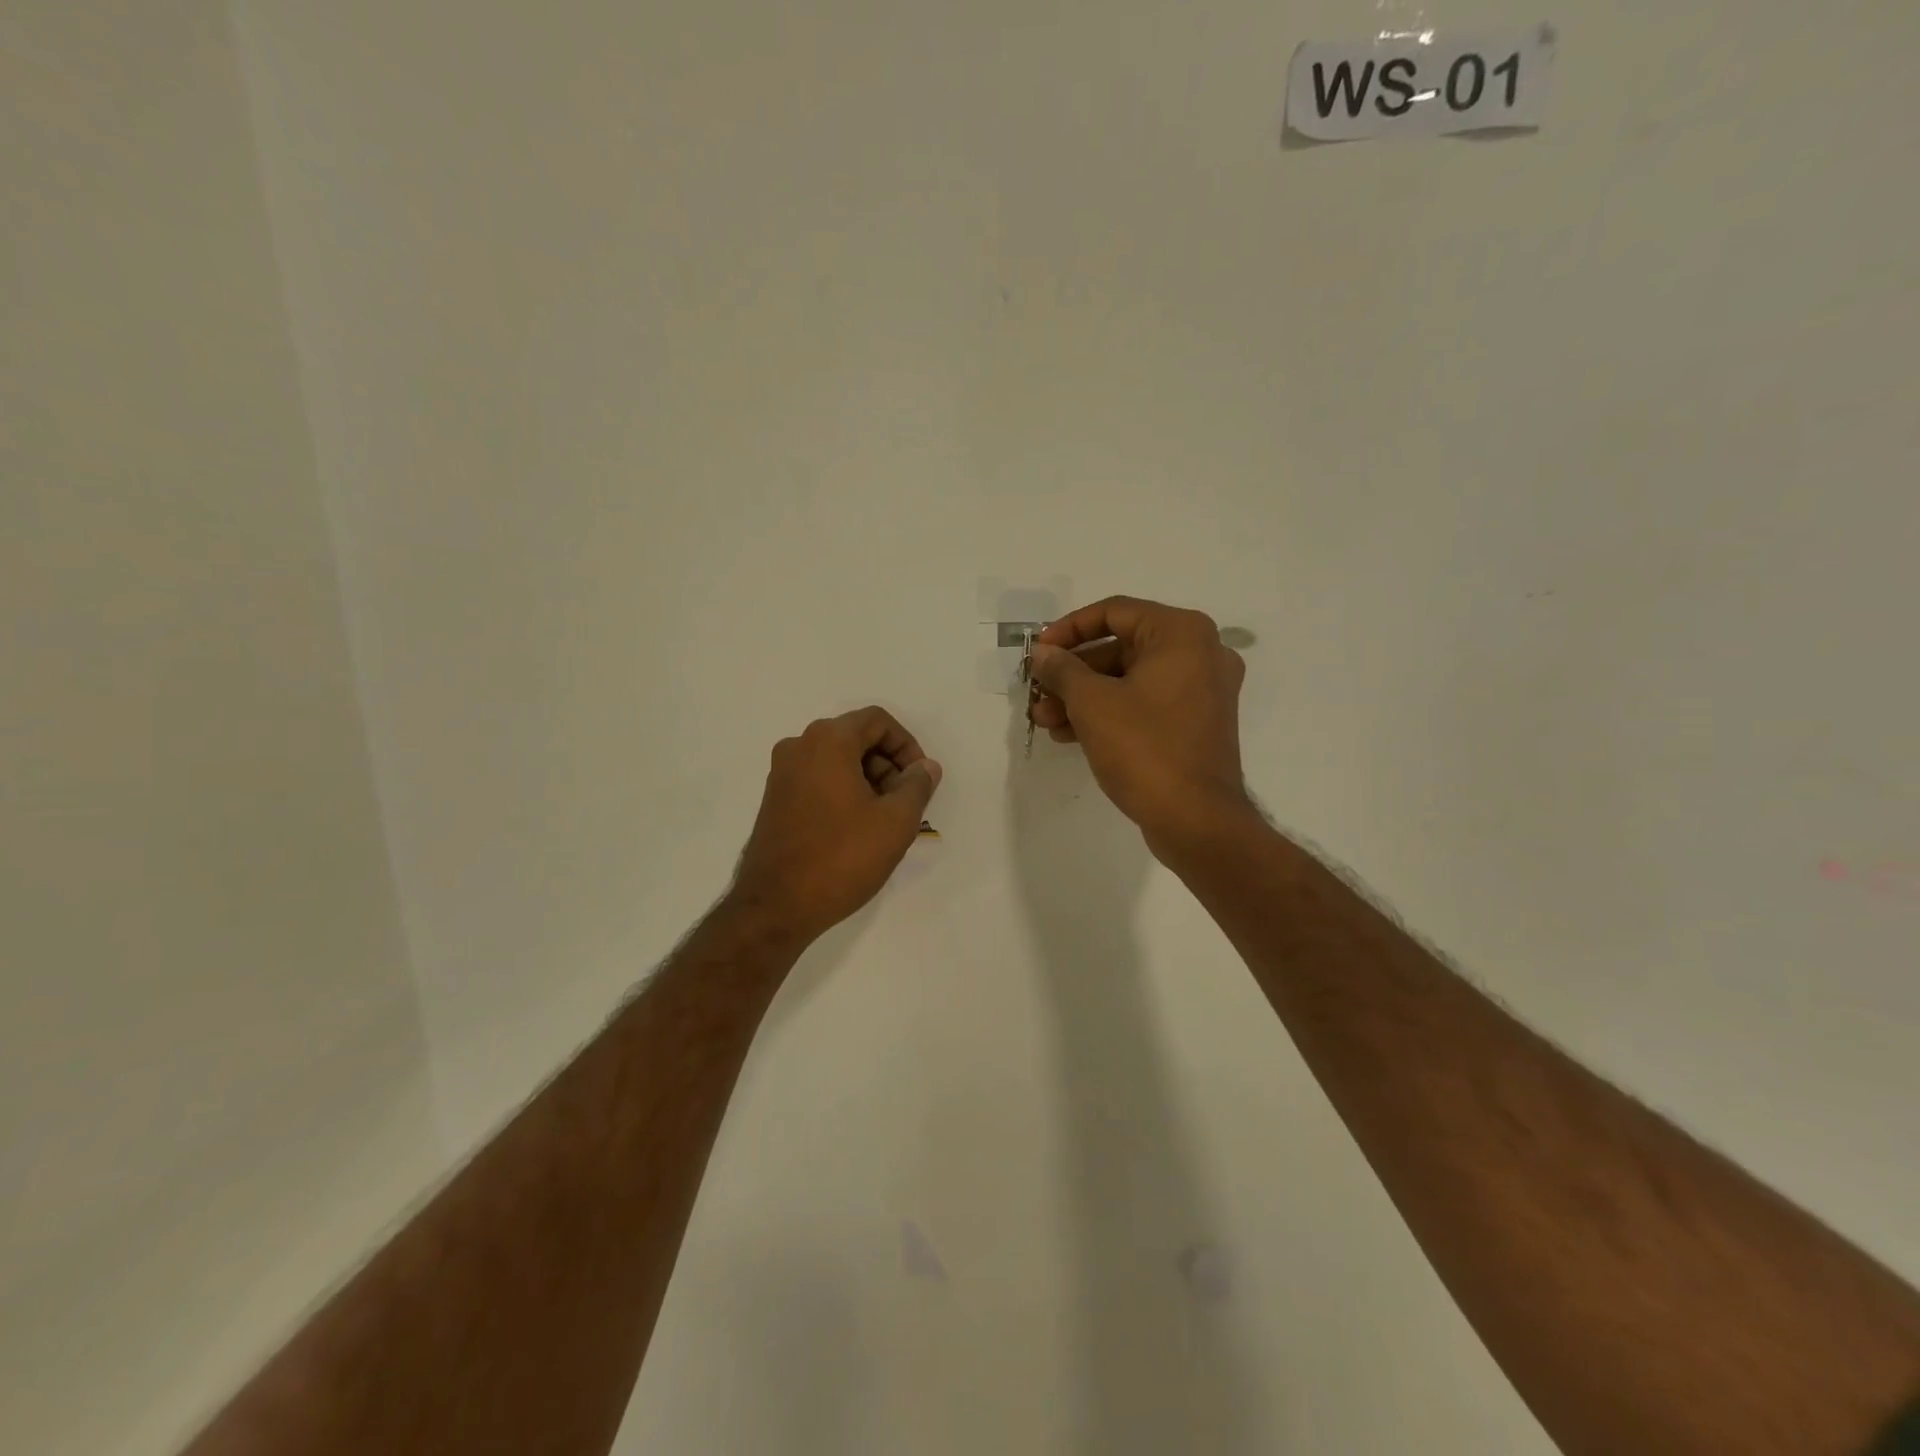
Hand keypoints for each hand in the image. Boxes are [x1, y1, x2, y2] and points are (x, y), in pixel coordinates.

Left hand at [731, 706, 942, 943]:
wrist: (776, 907)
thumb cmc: (842, 857)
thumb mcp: (896, 821)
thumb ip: (917, 785)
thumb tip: (926, 767)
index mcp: (827, 741)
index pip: (877, 721)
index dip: (907, 745)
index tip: (920, 780)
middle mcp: (798, 746)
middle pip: (856, 738)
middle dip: (888, 765)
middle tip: (906, 803)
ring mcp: (781, 774)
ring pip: (837, 761)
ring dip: (868, 780)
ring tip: (885, 821)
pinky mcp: (774, 800)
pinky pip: (818, 780)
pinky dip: (844, 792)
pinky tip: (858, 830)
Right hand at [1028, 596, 1249, 853]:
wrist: (1196, 820)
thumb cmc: (1144, 748)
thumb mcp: (1092, 703)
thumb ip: (1062, 669)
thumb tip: (1043, 653)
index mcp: (1181, 634)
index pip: (1114, 612)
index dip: (1069, 629)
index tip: (1039, 652)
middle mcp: (1199, 653)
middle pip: (1121, 648)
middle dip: (1072, 673)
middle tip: (1038, 693)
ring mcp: (1202, 691)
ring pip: (1130, 680)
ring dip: (1084, 697)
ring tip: (1046, 721)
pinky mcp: (1196, 723)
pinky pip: (1145, 704)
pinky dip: (1109, 713)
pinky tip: (1069, 735)